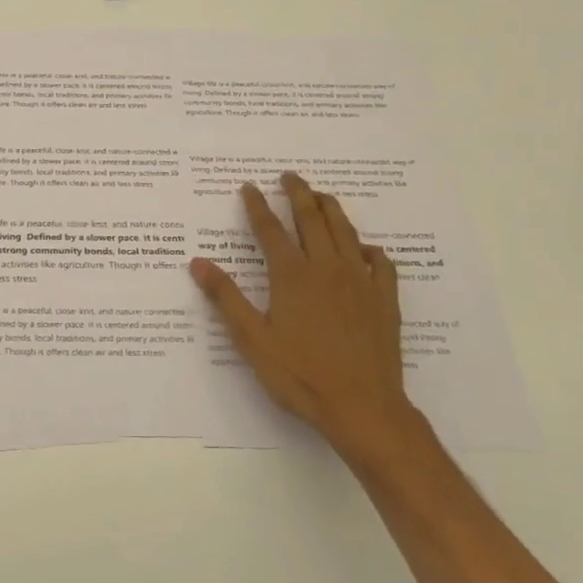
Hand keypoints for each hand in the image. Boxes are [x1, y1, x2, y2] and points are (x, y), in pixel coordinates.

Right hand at [189, 172, 426, 468]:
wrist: (363, 407)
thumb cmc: (300, 375)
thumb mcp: (252, 340)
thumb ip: (226, 298)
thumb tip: (197, 262)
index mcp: (292, 276)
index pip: (270, 230)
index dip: (257, 206)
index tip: (249, 186)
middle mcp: (327, 268)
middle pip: (312, 219)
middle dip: (298, 193)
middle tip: (289, 176)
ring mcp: (360, 281)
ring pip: (346, 232)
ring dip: (331, 209)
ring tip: (322, 195)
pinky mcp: (385, 299)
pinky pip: (381, 263)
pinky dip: (370, 249)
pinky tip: (366, 249)